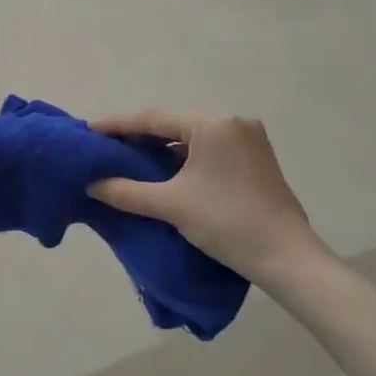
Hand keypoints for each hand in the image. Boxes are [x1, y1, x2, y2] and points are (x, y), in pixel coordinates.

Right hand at [86, 109, 326, 284]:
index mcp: (214, 124)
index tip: (89, 129)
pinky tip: (164, 172)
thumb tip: (92, 185)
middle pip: (173, 125)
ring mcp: (249, 141)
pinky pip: (208, 151)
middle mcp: (233, 124)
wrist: (286, 257)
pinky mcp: (255, 161)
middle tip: (106, 146)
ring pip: (192, 139)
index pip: (154, 119)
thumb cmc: (226, 221)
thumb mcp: (170, 204)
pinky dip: (183, 159)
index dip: (117, 125)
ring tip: (129, 159)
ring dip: (161, 149)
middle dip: (138, 137)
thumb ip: (126, 191)